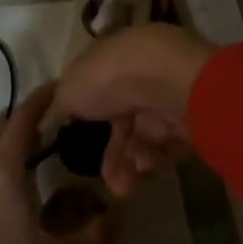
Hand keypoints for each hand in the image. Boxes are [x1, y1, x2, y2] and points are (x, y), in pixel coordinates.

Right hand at [50, 24, 214, 198]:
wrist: (165, 79)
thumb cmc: (108, 77)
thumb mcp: (70, 89)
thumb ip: (59, 106)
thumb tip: (52, 116)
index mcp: (111, 59)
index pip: (99, 90)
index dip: (88, 119)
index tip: (79, 146)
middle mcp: (140, 75)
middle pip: (124, 121)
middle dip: (114, 156)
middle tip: (110, 184)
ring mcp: (166, 95)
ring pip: (145, 138)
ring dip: (132, 164)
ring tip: (126, 183)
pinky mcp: (189, 116)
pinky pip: (168, 146)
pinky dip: (155, 160)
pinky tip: (145, 167)